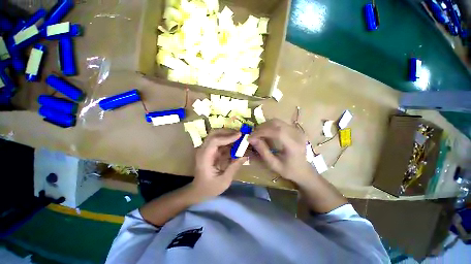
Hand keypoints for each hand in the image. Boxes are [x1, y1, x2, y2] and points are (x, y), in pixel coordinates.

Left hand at [191, 129, 247, 198]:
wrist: (199, 191)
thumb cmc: (210, 188)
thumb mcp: (224, 181)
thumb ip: (234, 167)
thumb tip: (245, 155)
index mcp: (204, 157)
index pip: (214, 141)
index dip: (227, 137)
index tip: (240, 135)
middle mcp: (203, 150)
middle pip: (214, 134)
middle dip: (228, 132)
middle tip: (241, 134)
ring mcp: (206, 149)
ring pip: (216, 136)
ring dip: (228, 135)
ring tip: (240, 137)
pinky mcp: (210, 151)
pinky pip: (220, 142)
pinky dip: (228, 141)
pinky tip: (236, 143)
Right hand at [248, 119, 315, 184]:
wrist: (304, 170)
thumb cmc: (289, 170)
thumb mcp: (273, 164)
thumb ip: (263, 151)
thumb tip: (251, 139)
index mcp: (294, 146)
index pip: (277, 132)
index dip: (262, 132)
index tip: (250, 137)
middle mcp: (297, 135)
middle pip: (276, 123)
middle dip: (261, 128)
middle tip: (253, 135)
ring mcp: (297, 130)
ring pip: (277, 121)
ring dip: (265, 125)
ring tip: (257, 133)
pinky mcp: (295, 129)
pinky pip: (279, 123)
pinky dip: (269, 126)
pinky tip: (265, 132)